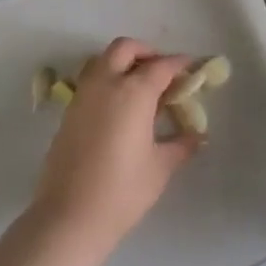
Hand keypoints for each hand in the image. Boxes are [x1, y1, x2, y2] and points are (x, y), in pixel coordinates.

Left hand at [29, 38, 200, 259]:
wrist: (69, 216)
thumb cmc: (122, 191)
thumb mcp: (160, 167)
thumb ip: (181, 145)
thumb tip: (197, 136)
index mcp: (133, 92)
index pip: (161, 66)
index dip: (180, 64)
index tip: (192, 68)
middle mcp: (105, 84)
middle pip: (125, 48)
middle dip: (146, 52)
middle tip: (163, 73)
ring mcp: (82, 96)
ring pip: (102, 61)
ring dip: (123, 63)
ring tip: (140, 88)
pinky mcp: (68, 112)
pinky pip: (90, 81)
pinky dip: (107, 81)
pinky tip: (119, 108)